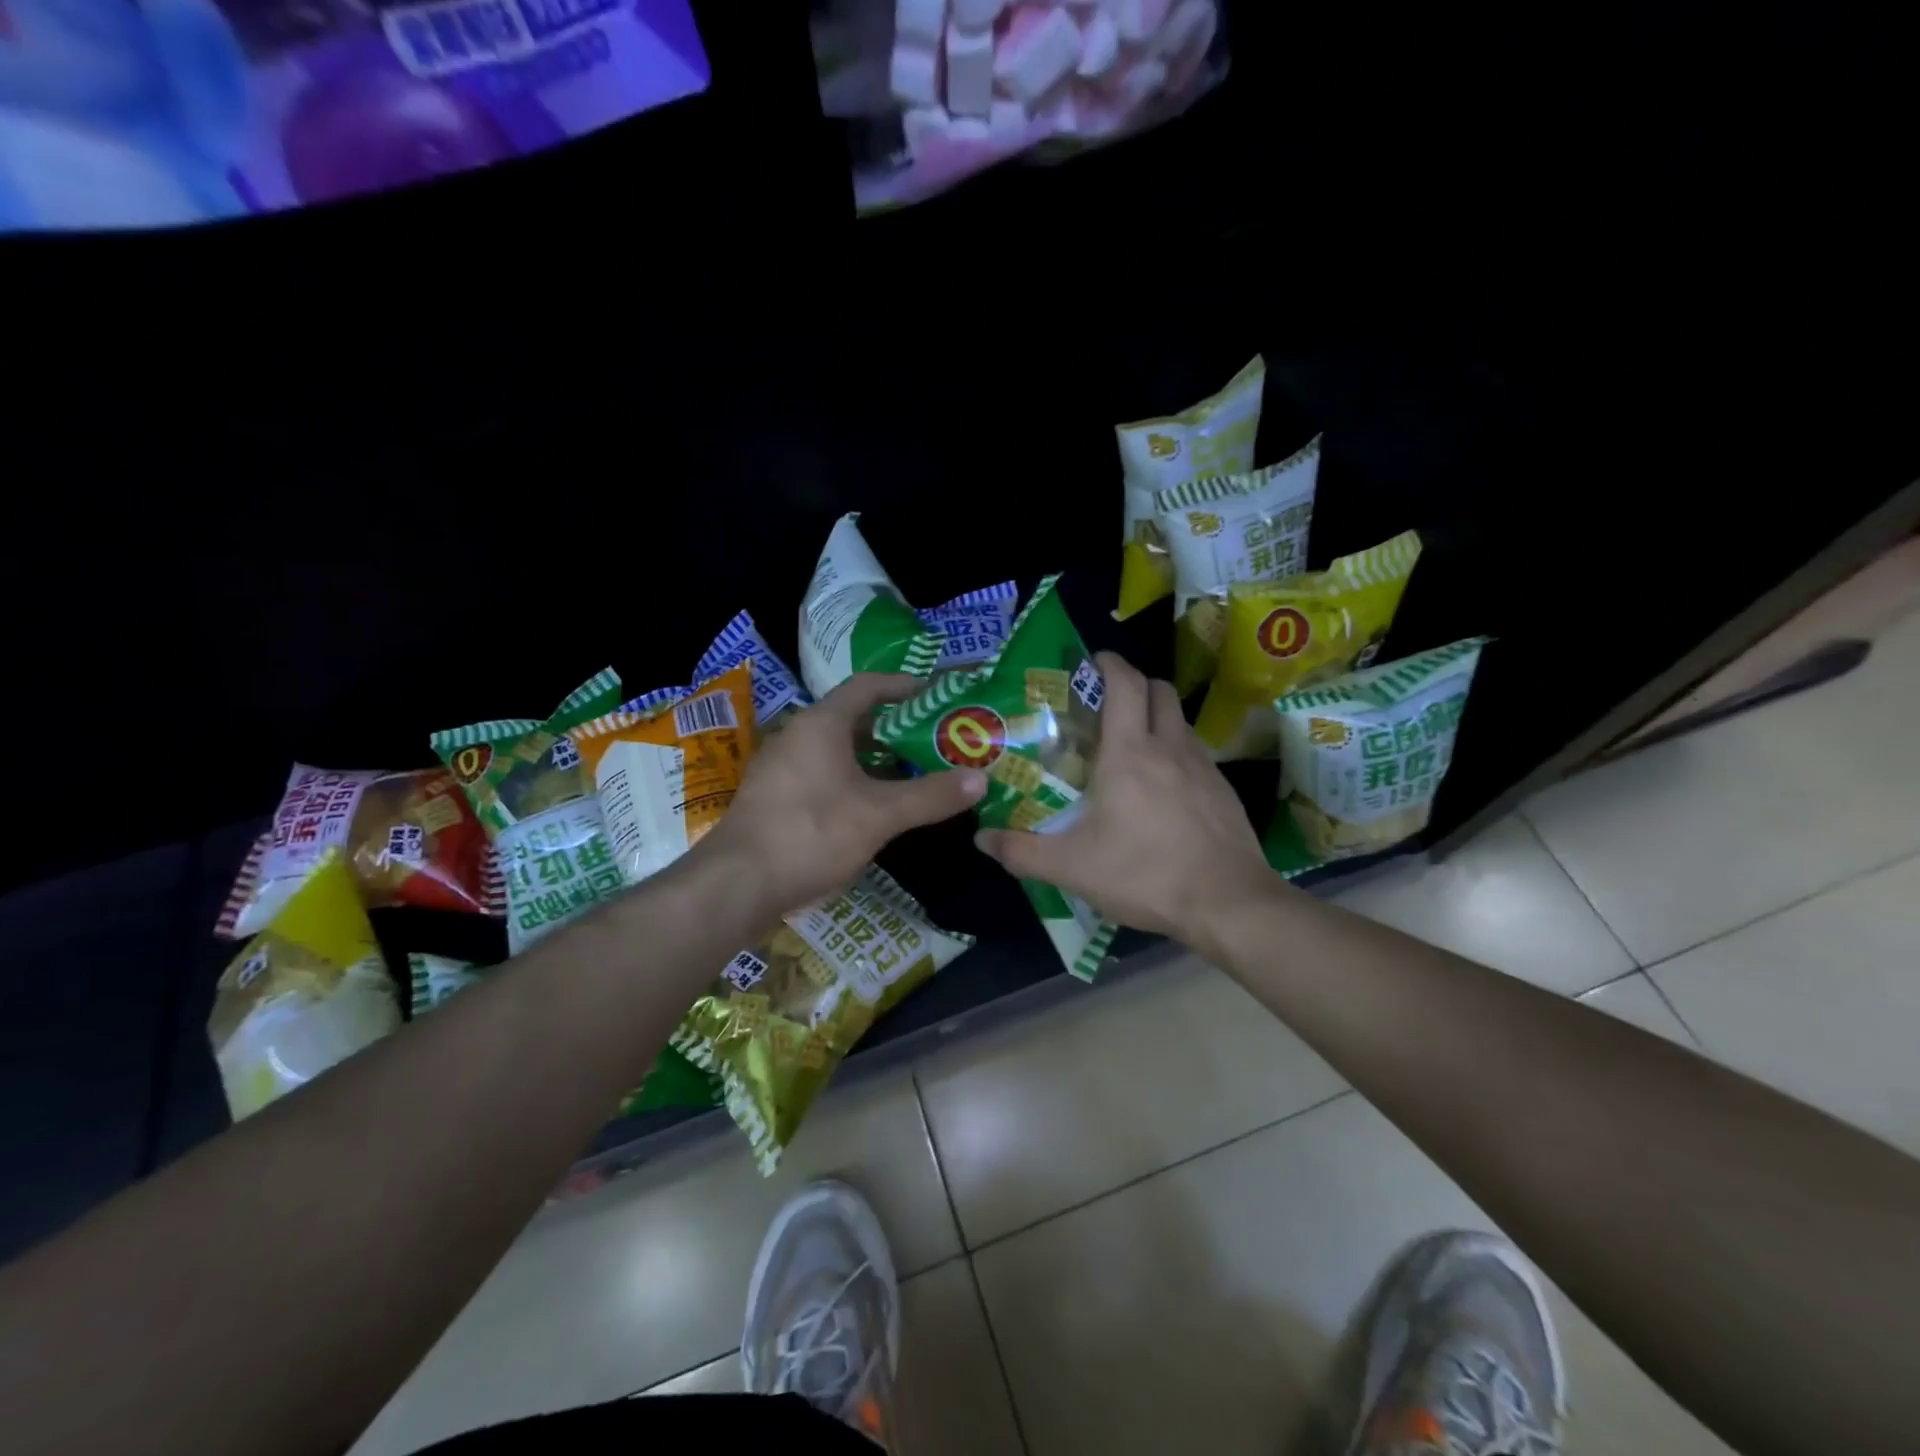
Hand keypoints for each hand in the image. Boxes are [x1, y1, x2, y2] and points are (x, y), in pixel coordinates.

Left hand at [698, 674, 986, 920]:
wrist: (737, 884)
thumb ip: (931, 795)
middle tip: (937, 739)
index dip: (905, 686)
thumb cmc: (811, 833)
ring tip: (917, 772)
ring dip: (878, 758)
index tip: (939, 695)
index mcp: (821, 724)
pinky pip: (825, 774)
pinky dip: (856, 780)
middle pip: (856, 719)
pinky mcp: (777, 798)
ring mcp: (783, 768)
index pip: (868, 686)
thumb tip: (981, 778)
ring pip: (840, 751)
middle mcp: (799, 736)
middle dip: (898, 728)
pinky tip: (879, 806)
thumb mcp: (879, 815)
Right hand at [974, 652, 1276, 945]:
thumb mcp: (1072, 868)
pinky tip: (1162, 789)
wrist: (1229, 904)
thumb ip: (1022, 852)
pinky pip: (1197, 753)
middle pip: (1159, 690)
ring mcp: (1204, 767)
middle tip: (1106, 706)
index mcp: (1129, 752)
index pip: (1125, 683)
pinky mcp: (1224, 791)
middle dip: (1134, 684)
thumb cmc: (1145, 874)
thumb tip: (981, 838)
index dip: (1108, 663)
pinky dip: (1176, 752)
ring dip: (1156, 718)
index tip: (1090, 662)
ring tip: (1131, 747)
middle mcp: (1170, 747)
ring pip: (1180, 720)